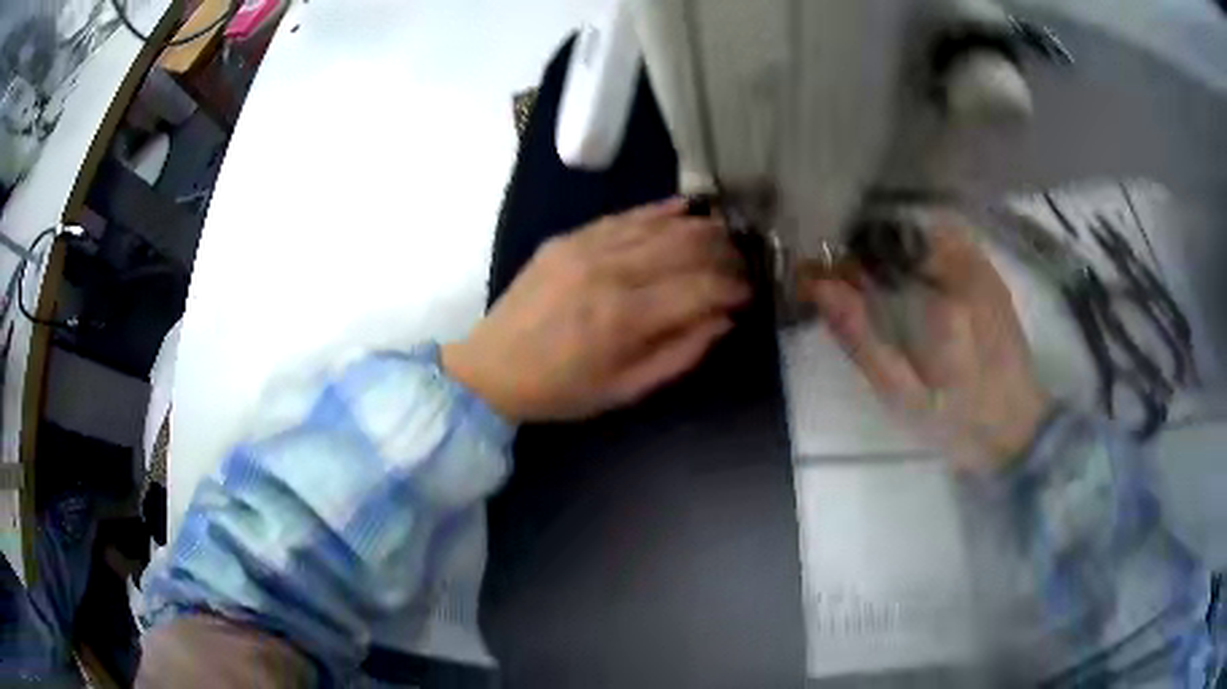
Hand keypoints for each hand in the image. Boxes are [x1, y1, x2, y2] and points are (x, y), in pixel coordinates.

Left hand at [443, 198, 748, 422]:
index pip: (700, 288)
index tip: (750, 293)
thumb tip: (723, 320)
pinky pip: (623, 216)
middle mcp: (610, 272)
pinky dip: (658, 211)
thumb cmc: (561, 390)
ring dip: (699, 227)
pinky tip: (685, 207)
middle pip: (686, 247)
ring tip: (725, 234)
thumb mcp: (625, 390)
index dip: (734, 287)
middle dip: (724, 253)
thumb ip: (680, 354)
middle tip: (743, 262)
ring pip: (659, 225)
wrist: (492, 368)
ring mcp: (586, 248)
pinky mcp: (568, 238)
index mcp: (625, 318)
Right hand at [803, 214, 1049, 471]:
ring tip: (876, 280)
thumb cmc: (958, 423)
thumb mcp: (902, 398)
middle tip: (845, 284)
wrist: (1018, 428)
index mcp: (942, 306)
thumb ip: (862, 342)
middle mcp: (965, 272)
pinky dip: (918, 245)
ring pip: (920, 230)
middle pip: (897, 235)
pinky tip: (911, 275)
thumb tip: (821, 288)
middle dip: (863, 252)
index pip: (875, 256)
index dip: (840, 263)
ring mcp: (981, 267)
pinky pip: (945, 237)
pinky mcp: (989, 271)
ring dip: (889, 246)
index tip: (817, 281)